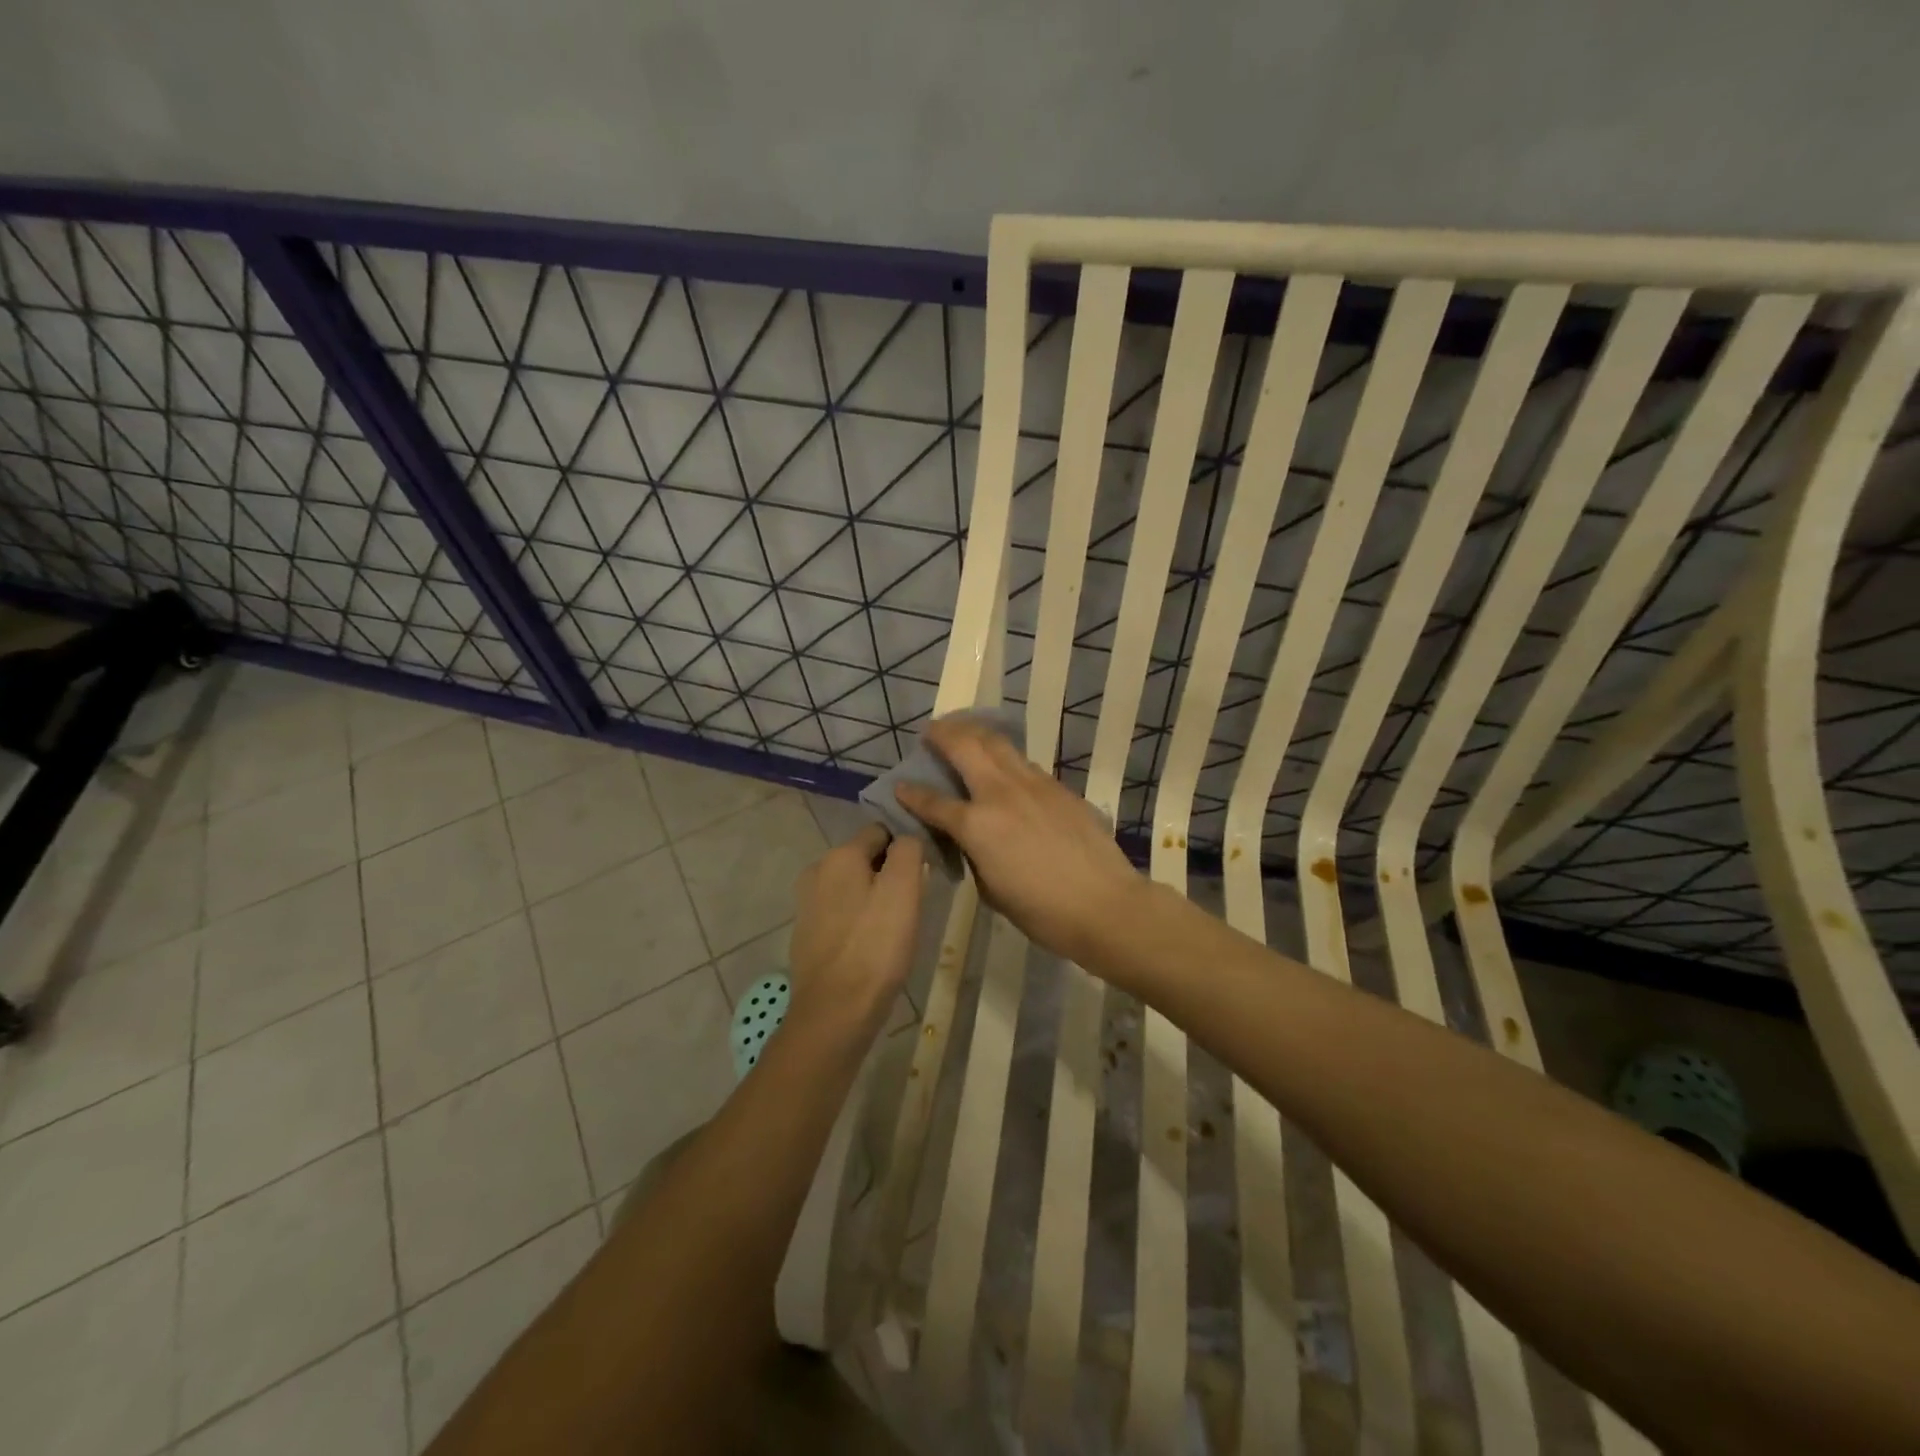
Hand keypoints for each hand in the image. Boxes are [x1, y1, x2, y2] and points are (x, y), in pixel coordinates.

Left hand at [787, 824, 925, 1038]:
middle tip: (913, 904)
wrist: (835, 1011)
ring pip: (853, 887)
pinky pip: (841, 914)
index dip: (905, 847)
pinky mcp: (806, 934)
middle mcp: (817, 871)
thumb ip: (908, 851)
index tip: (923, 873)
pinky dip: (858, 921)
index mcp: (840, 855)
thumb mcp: (904, 889)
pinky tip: (872, 946)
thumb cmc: (876, 946)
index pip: (880, 831)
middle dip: (889, 873)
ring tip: (895, 928)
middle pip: (865, 859)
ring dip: (874, 898)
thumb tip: (906, 839)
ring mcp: (807, 904)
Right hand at [893, 715, 1139, 962]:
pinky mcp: (1058, 787)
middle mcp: (1001, 793)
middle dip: (943, 733)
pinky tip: (1004, 766)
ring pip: (998, 743)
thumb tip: (969, 838)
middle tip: (933, 732)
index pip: (933, 801)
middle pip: (965, 746)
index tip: (899, 785)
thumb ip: (973, 855)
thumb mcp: (991, 889)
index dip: (911, 794)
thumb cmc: (1042, 911)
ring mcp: (1033, 784)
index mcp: (977, 824)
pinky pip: (1023, 763)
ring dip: (975, 733)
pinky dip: (1005, 757)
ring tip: (964, 731)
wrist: (1104, 903)